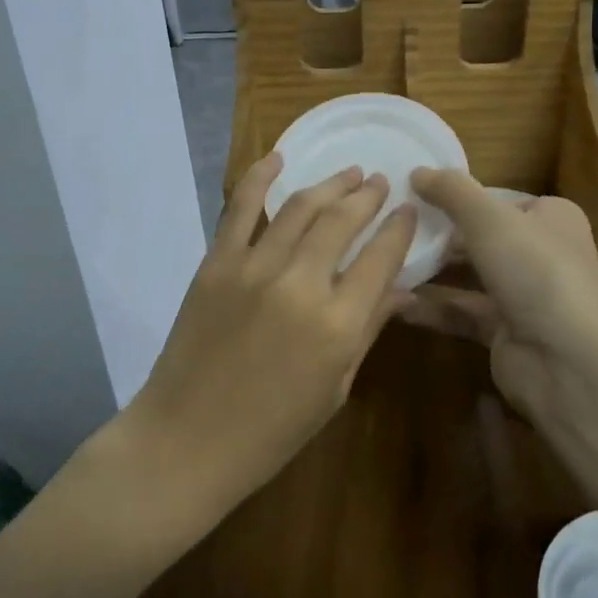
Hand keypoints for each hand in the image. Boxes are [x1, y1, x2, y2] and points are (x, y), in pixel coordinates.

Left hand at [123, 154, 416, 511]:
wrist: (188, 439)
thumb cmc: (271, 431)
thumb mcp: (335, 389)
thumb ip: (368, 330)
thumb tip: (402, 290)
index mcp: (338, 325)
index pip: (381, 259)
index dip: (399, 229)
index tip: (409, 210)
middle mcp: (300, 285)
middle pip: (343, 222)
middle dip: (368, 197)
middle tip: (380, 182)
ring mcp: (253, 269)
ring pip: (300, 208)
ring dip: (329, 185)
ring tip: (349, 172)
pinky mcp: (216, 263)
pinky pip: (240, 209)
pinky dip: (259, 178)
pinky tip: (278, 158)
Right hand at [398, 171, 597, 429]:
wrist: (570, 362)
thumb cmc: (536, 271)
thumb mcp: (489, 218)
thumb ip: (451, 191)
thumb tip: (416, 170)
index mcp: (550, 217)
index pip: (497, 200)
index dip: (458, 197)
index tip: (413, 196)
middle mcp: (541, 253)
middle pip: (481, 237)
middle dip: (438, 236)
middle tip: (391, 228)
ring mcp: (525, 296)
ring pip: (470, 276)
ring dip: (431, 271)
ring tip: (385, 260)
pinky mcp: (506, 333)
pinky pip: (463, 312)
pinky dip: (433, 307)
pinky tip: (396, 301)